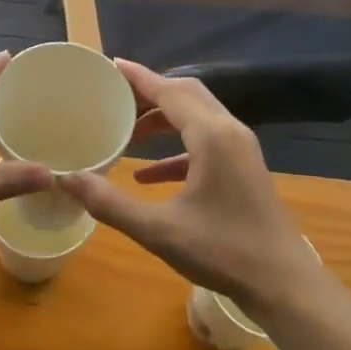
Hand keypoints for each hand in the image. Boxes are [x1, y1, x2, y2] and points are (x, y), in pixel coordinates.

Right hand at [57, 59, 322, 315]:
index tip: (110, 66)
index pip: (169, 90)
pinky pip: (205, 143)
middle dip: (149, 93)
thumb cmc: (223, 252)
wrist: (284, 284)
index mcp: (211, 135)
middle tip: (114, 97)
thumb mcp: (159, 230)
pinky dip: (176, 149)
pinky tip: (146, 176)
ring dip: (162, 119)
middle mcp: (228, 131)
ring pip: (197, 116)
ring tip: (127, 133)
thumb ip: (110, 203)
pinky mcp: (243, 168)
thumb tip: (67, 180)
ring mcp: (240, 149)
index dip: (138, 77)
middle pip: (185, 94)